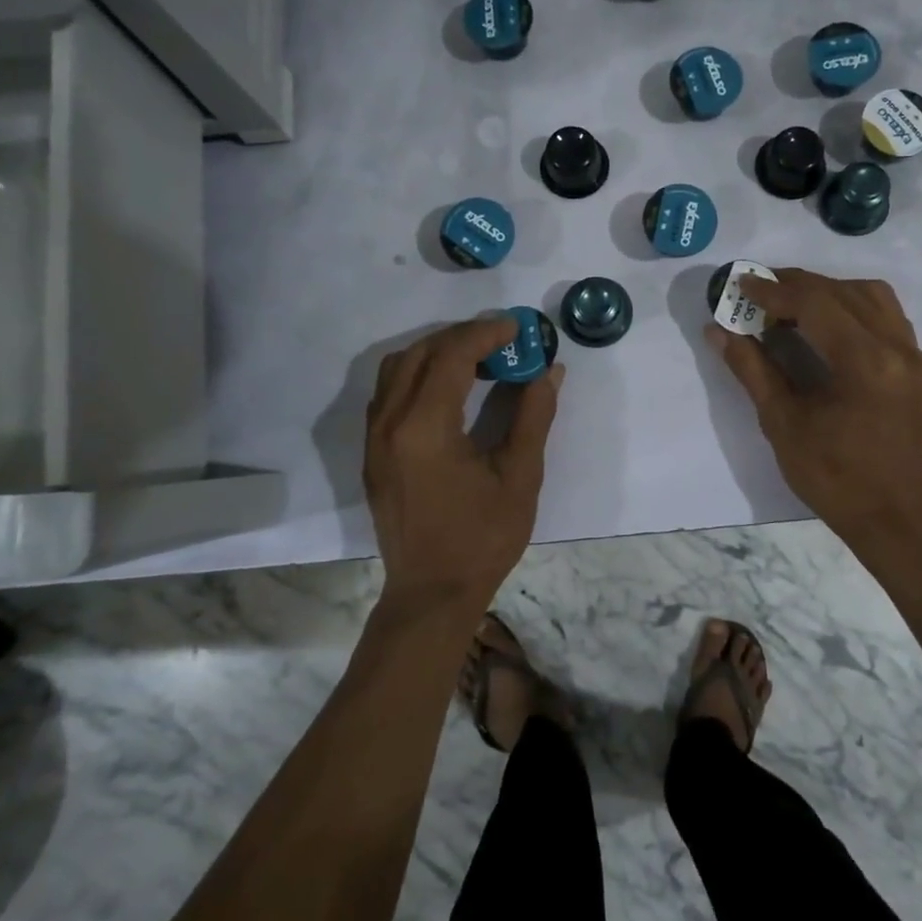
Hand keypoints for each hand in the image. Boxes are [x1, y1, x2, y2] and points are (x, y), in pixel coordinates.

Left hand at [364, 316, 563, 611]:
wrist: (431, 593)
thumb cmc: (482, 539)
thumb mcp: (520, 477)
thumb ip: (534, 416)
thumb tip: (550, 371)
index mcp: (425, 428)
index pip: (452, 356)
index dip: (486, 334)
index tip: (518, 328)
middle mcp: (389, 423)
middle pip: (421, 353)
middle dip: (462, 337)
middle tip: (502, 341)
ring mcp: (374, 438)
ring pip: (397, 368)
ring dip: (436, 352)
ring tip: (476, 360)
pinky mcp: (371, 452)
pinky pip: (387, 392)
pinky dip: (417, 374)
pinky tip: (448, 390)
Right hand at [705, 269, 921, 553]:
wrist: (893, 518)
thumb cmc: (833, 477)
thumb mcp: (782, 423)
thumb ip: (752, 369)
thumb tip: (718, 330)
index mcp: (865, 362)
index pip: (815, 304)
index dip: (774, 291)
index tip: (740, 285)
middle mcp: (897, 348)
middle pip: (843, 292)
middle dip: (796, 285)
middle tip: (757, 290)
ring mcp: (913, 356)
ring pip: (871, 296)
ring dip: (828, 290)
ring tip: (791, 303)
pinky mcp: (917, 367)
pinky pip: (886, 316)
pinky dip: (852, 306)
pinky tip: (826, 323)